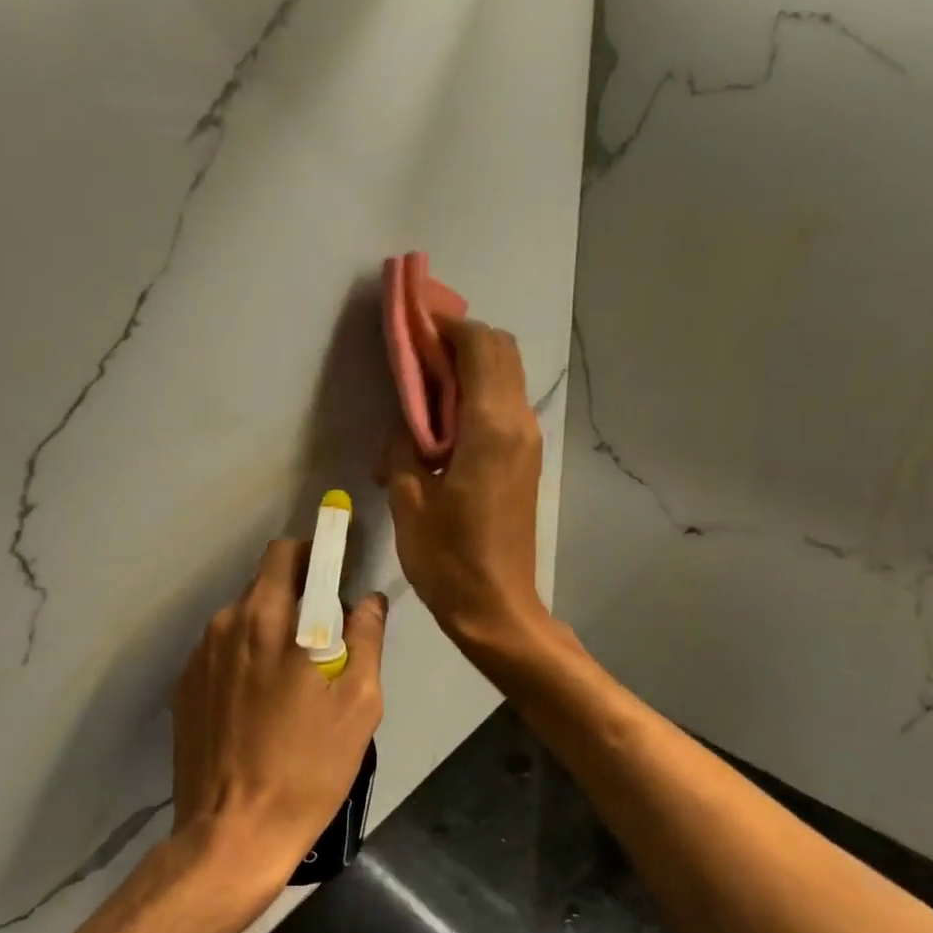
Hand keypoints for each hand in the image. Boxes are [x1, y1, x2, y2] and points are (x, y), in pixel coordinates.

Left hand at [172, 539, 387, 894]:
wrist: (232, 834)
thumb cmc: (307, 769)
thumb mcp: (358, 707)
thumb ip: (366, 641)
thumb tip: (369, 601)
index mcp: (273, 620)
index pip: (290, 554)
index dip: (316, 551)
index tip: (335, 565)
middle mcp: (229, 624)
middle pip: (265, 582)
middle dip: (296, 590)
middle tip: (322, 632)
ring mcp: (200, 655)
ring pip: (242, 616)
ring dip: (269, 626)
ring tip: (290, 676)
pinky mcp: (185, 685)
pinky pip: (222, 650)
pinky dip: (244, 657)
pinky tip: (258, 702)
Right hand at [378, 317, 550, 659]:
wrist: (496, 607)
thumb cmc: (447, 559)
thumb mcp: (409, 499)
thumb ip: (405, 444)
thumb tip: (408, 417)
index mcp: (490, 428)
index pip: (479, 347)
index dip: (446, 326)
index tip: (412, 325)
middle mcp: (518, 424)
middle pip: (501, 351)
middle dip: (460, 339)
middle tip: (417, 352)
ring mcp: (527, 442)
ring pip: (506, 376)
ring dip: (469, 366)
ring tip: (425, 383)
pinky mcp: (525, 460)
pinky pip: (504, 405)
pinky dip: (477, 393)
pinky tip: (442, 419)